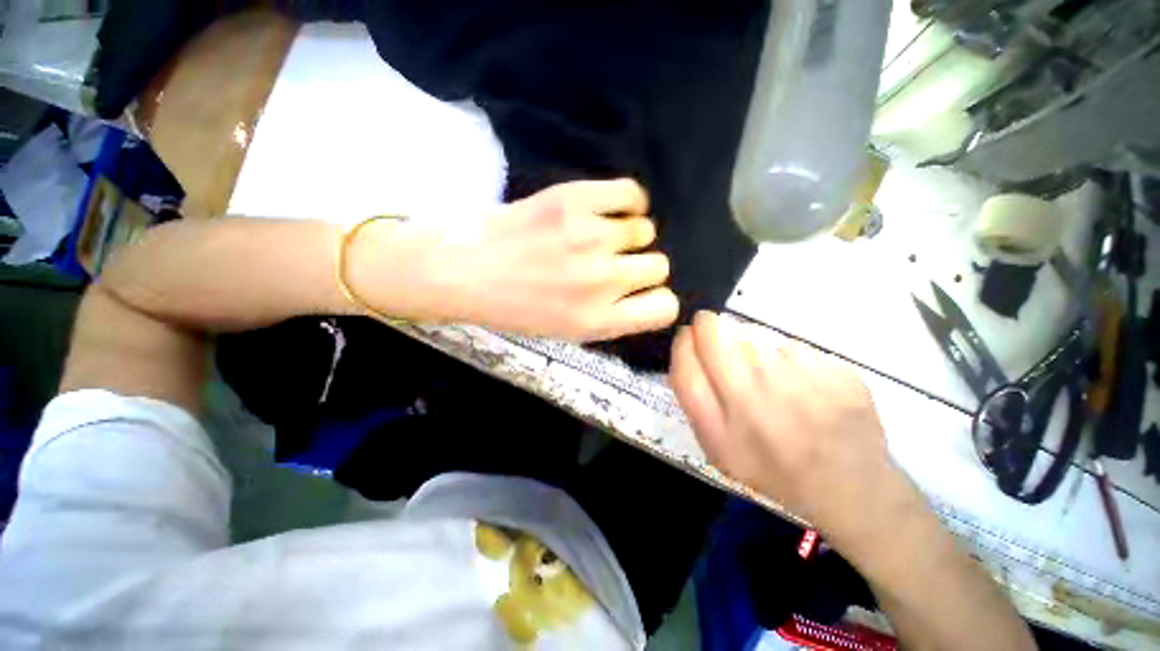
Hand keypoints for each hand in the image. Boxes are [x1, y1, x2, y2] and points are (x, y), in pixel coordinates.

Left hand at [353, 179, 677, 340]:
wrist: (460, 271)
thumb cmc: (512, 307)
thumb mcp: (566, 330)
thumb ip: (611, 316)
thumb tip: (646, 293)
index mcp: (597, 321)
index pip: (664, 307)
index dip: (657, 299)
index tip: (643, 293)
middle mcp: (600, 281)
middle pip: (659, 265)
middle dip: (641, 266)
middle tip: (614, 263)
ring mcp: (588, 237)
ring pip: (646, 230)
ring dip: (629, 235)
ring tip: (601, 235)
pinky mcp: (574, 200)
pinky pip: (632, 193)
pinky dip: (629, 201)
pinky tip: (611, 209)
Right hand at [669, 312, 926, 550]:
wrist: (852, 489)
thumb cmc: (773, 468)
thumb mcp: (719, 449)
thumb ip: (695, 402)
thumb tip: (686, 351)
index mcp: (725, 430)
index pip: (686, 368)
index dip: (681, 344)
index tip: (686, 335)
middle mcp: (759, 403)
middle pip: (716, 337)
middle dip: (708, 327)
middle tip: (714, 332)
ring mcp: (803, 384)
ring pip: (755, 336)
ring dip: (748, 344)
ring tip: (764, 372)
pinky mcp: (838, 373)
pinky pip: (793, 346)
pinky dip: (786, 357)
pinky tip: (800, 382)